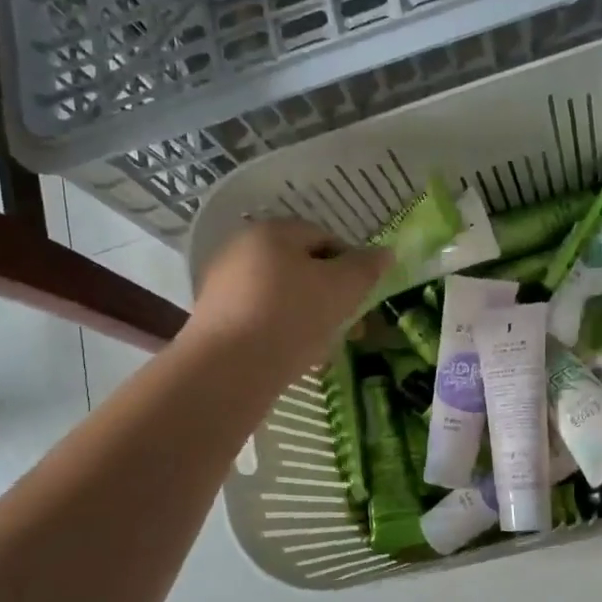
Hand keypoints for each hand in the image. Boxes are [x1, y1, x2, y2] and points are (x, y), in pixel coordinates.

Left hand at [187, 218, 388, 380]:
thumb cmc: (291, 317)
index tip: (363, 297)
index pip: (324, 237)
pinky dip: (283, 332)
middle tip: (351, 327)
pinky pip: (261, 319)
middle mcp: (242, 250)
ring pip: (282, 296)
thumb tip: (386, 253)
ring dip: (309, 316)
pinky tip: (296, 356)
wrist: (228, 369)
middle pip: (301, 268)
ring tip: (326, 346)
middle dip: (331, 296)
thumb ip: (366, 268)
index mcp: (272, 232)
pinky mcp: (215, 320)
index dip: (352, 264)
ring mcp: (224, 285)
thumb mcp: (341, 289)